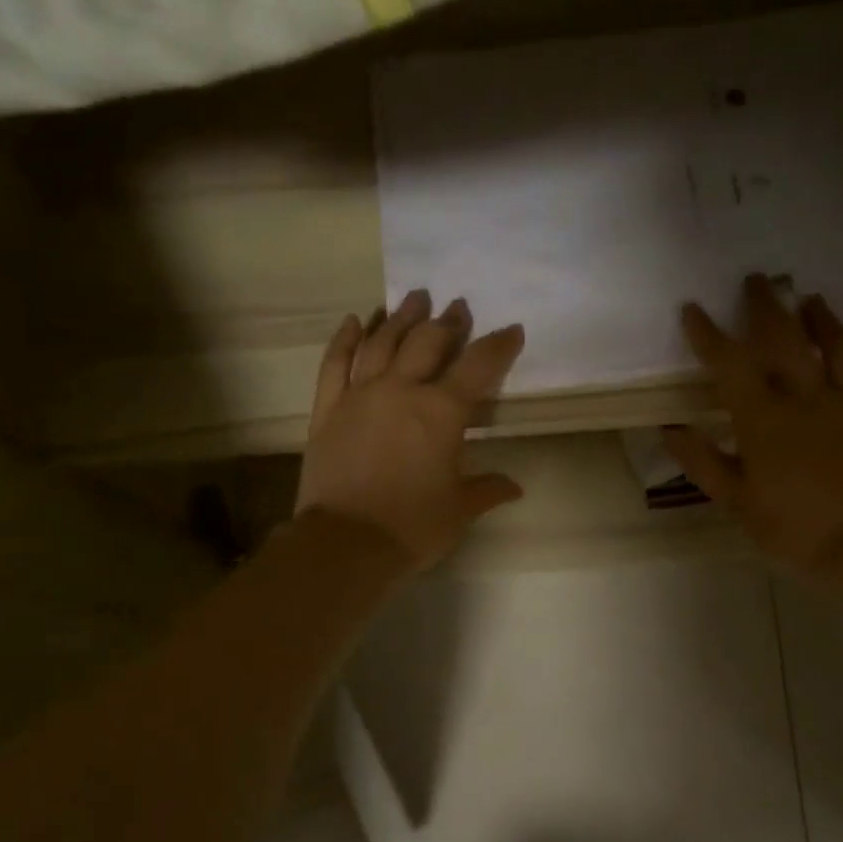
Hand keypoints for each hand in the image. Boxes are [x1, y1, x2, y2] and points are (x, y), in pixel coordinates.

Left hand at [296, 290, 526, 571]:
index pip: (478, 366)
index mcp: (442, 412)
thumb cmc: (412, 526)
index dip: (499, 345)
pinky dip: (344, 339)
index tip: (513, 330)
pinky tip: (354, 321)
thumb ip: (488, 489)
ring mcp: (360, 395)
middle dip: (447, 321)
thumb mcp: (460, 509)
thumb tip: (515, 487)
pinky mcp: (327, 409)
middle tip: (457, 305)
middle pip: (427, 342)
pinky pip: (334, 363)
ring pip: (382, 342)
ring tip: (414, 298)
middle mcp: (401, 390)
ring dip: (401, 317)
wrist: (345, 543)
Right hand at [663, 275, 842, 579]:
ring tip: (816, 300)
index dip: (709, 335)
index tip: (693, 308)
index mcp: (765, 418)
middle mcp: (809, 401)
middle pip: (789, 341)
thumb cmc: (792, 530)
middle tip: (759, 280)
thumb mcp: (736, 501)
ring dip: (828, 323)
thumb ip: (704, 462)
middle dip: (769, 307)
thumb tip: (671, 429)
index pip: (731, 365)